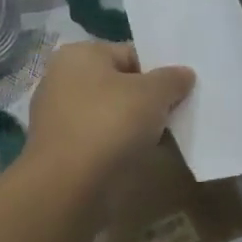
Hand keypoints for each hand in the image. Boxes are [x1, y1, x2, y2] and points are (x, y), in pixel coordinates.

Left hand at [24, 41, 194, 189]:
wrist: (67, 188)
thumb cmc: (109, 124)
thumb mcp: (153, 94)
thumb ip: (172, 79)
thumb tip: (184, 74)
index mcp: (79, 54)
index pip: (130, 54)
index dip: (159, 72)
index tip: (180, 93)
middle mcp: (62, 79)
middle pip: (120, 84)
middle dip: (147, 100)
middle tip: (174, 115)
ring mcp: (58, 116)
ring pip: (110, 113)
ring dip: (134, 125)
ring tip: (161, 139)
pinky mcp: (60, 149)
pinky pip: (99, 139)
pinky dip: (118, 146)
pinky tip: (137, 157)